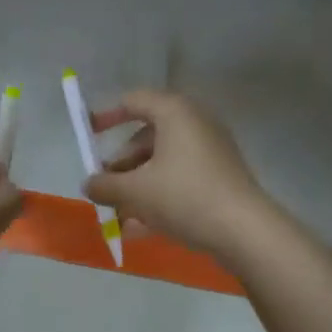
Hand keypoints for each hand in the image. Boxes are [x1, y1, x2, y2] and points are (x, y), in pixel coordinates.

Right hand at [85, 89, 272, 261]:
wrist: (244, 230)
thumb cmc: (184, 197)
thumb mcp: (135, 191)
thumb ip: (105, 185)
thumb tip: (89, 184)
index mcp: (175, 113)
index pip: (134, 101)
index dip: (107, 116)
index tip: (88, 135)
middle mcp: (195, 123)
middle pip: (147, 137)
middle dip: (121, 164)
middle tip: (105, 188)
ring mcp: (211, 151)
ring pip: (163, 162)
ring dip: (137, 186)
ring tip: (118, 216)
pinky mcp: (220, 177)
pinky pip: (180, 180)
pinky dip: (159, 196)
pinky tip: (139, 228)